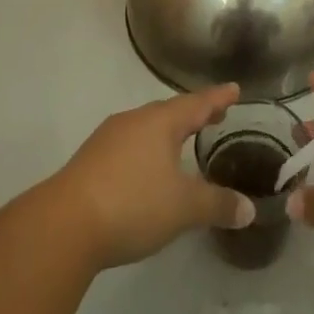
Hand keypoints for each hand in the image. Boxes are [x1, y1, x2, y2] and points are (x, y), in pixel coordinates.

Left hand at [48, 85, 256, 270]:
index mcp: (160, 122)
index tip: (234, 89)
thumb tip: (249, 209)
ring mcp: (108, 138)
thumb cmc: (133, 203)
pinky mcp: (91, 159)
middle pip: (170, 111)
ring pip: (147, 128)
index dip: (218, 98)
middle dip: (193, 114)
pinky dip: (148, 150)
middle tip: (214, 116)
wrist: (65, 224)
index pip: (197, 104)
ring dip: (168, 132)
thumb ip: (218, 204)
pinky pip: (129, 145)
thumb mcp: (183, 208)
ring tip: (183, 142)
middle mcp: (134, 121)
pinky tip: (148, 169)